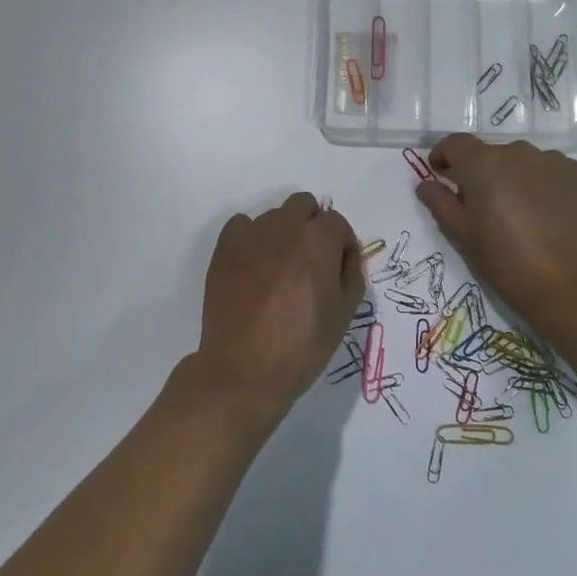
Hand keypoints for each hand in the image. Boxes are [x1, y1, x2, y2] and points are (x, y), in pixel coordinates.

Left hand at [193, 192, 365, 428]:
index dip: (342, 245)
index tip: (338, 270)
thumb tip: (345, 255)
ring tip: (279, 271)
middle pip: (304, 205)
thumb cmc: (301, 346)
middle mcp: (285, 226)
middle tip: (310, 263)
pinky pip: (243, 225)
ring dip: (283, 233)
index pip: (337, 222)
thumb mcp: (344, 314)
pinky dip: (251, 238)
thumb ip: (351, 274)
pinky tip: (253, 268)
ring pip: (274, 216)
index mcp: (318, 240)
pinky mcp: (225, 246)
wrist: (243, 370)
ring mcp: (251, 234)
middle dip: (312, 226)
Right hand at [415, 135, 576, 336]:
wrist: (571, 284)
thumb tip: (426, 184)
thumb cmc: (506, 261)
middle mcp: (518, 152)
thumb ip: (440, 202)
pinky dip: (543, 184)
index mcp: (484, 163)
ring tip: (519, 212)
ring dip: (514, 177)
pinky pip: (551, 171)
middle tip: (483, 205)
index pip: (456, 143)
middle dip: (482, 172)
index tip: (440, 172)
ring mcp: (553, 160)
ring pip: (523, 162)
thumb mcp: (463, 235)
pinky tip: (546, 214)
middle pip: (491, 153)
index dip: (444, 155)